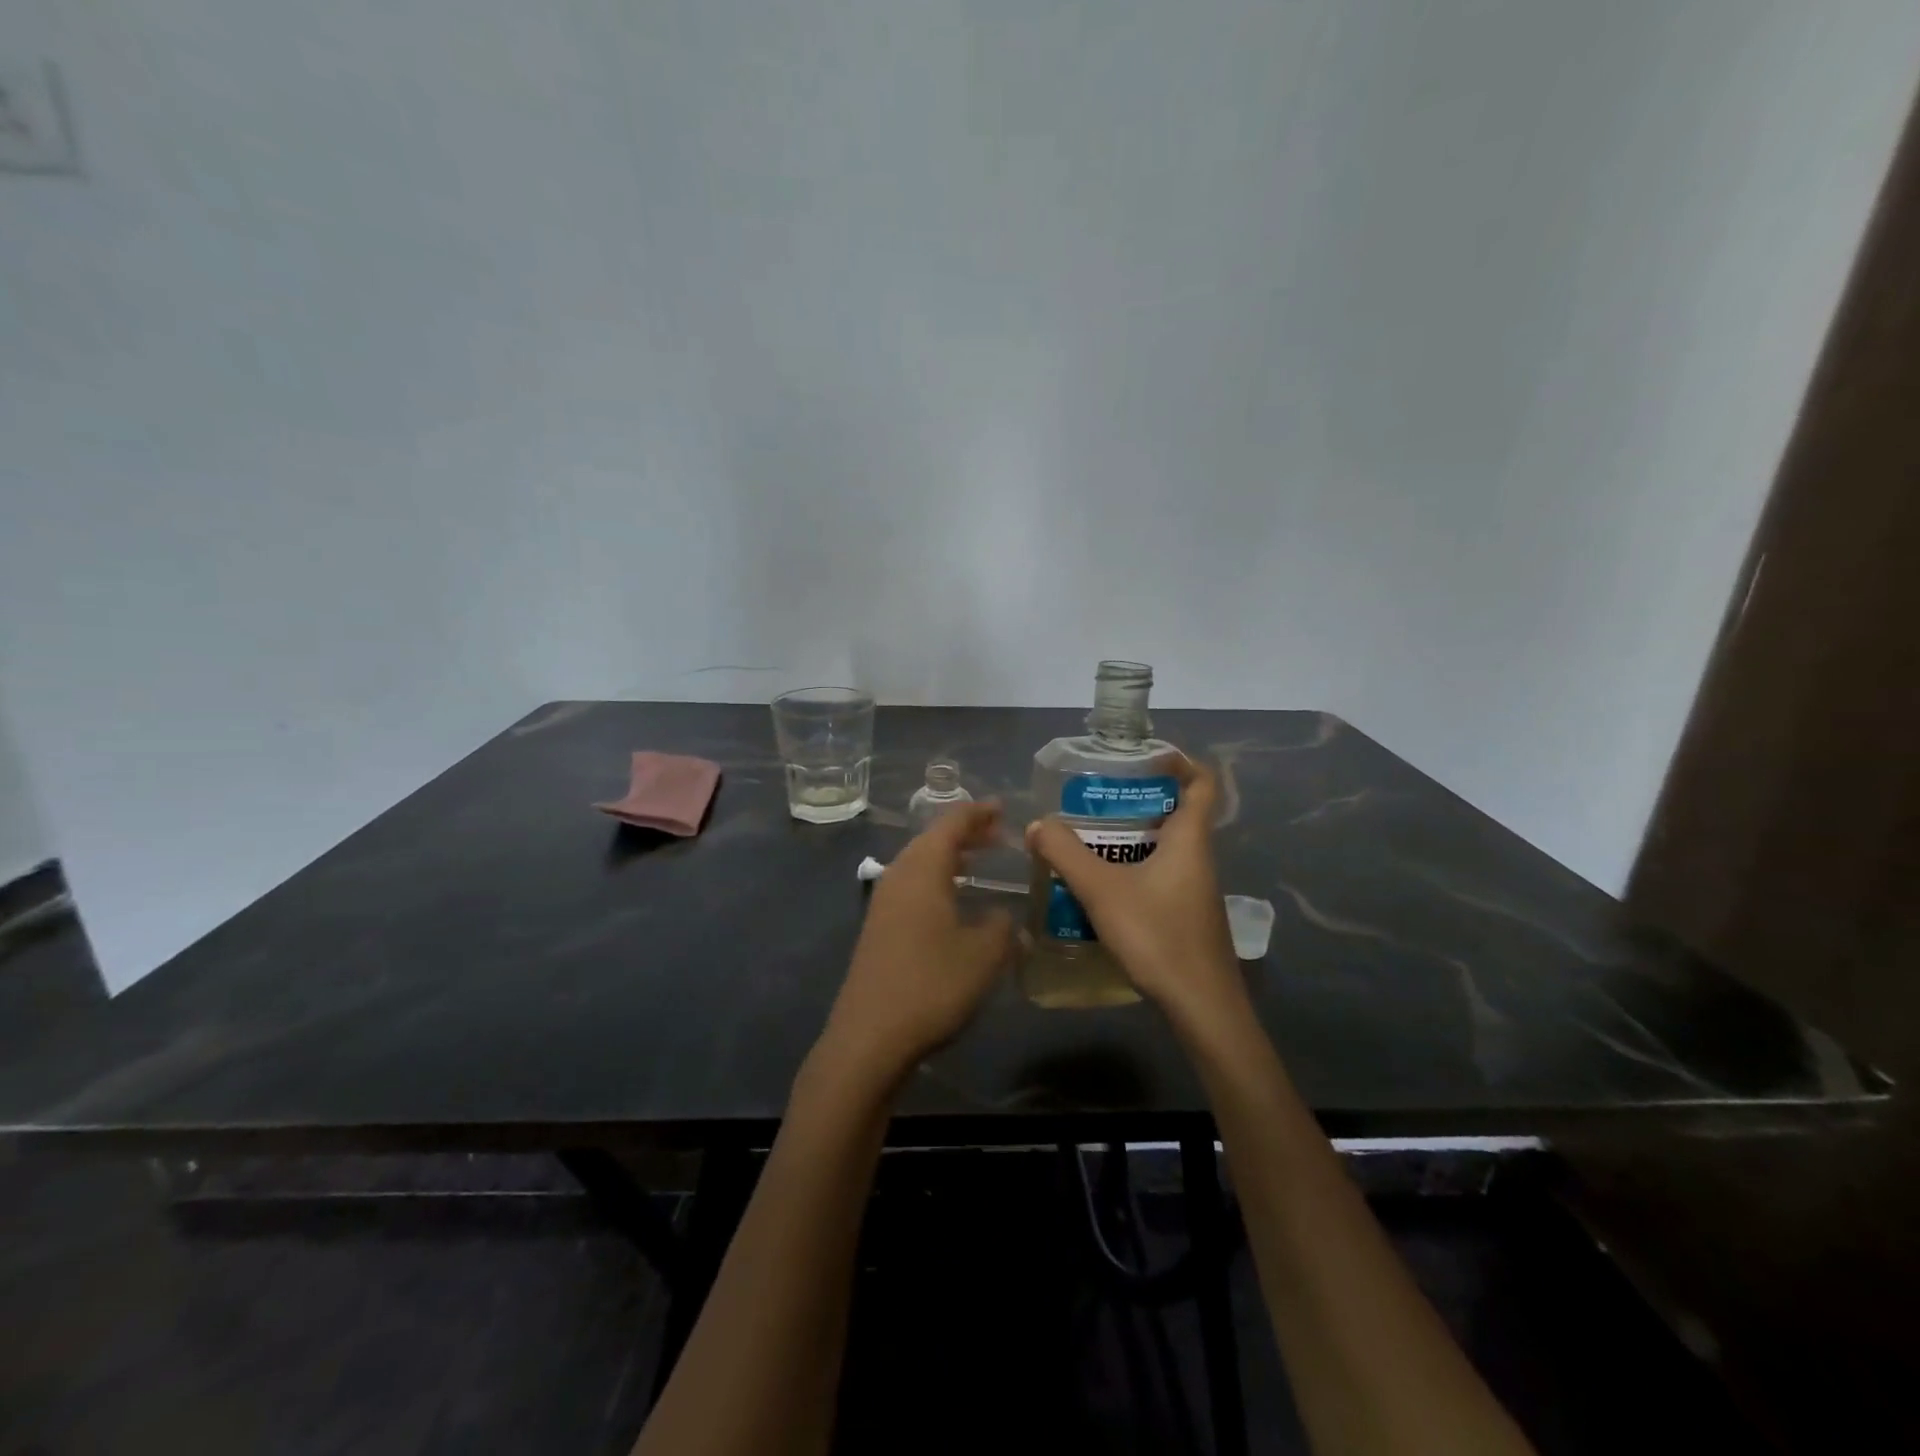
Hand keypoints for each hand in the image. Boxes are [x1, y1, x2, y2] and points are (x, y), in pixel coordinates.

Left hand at [815, 801, 1015, 1088]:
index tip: (1002, 807)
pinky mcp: (878, 928)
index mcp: (922, 870)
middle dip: (965, 833)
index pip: (951, 824)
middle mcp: (899, 876)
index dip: (978, 813)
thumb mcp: (984, 955)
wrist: (869, 1037)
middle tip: (998, 834)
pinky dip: (937, 880)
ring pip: (920, 864)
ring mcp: (884, 903)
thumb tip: (1001, 916)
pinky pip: (913, 887)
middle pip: (932, 840)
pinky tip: (953, 901)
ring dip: (950, 857)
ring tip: (979, 861)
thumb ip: (1001, 927)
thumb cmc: (932, 985)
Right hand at [1025, 759, 1245, 1028]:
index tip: (1140, 758)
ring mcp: (1194, 889)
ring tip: (1086, 838)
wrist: (1202, 1007)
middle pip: (1175, 812)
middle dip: (1135, 800)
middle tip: (1094, 799)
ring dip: (1129, 837)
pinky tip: (1099, 886)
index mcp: (1190, 839)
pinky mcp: (1185, 914)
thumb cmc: (1158, 937)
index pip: (1201, 782)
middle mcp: (1198, 857)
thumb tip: (1038, 824)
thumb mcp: (1103, 891)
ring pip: (1163, 847)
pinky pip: (1158, 874)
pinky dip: (1131, 868)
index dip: (1178, 761)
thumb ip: (1066, 854)